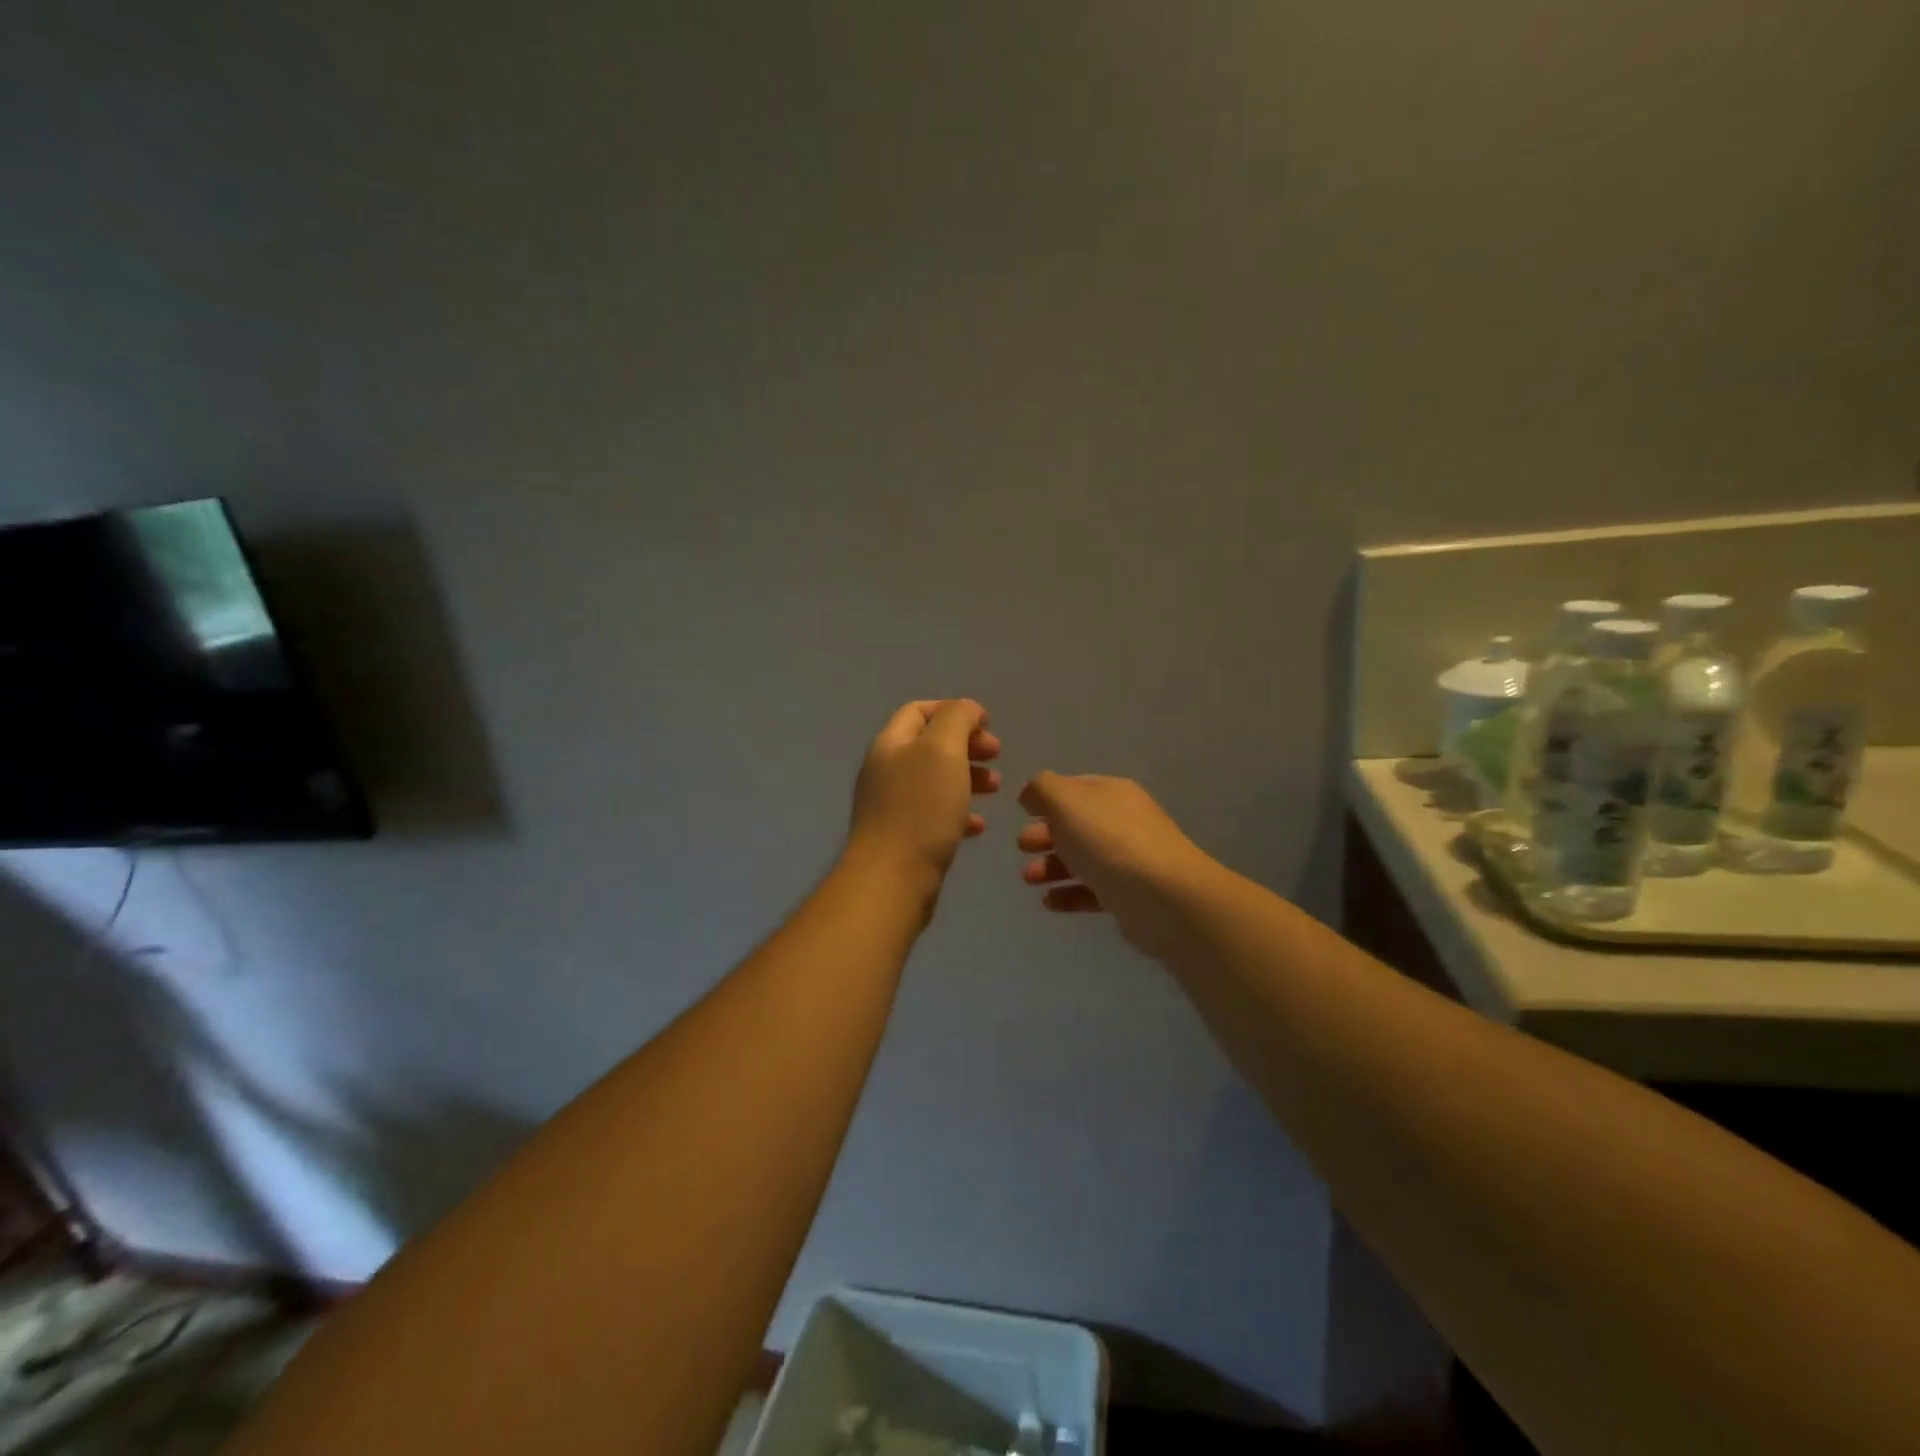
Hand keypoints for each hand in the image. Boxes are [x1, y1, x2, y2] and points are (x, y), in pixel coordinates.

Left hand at [848, 700, 1001, 884]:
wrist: (891, 879)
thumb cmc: (920, 808)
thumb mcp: (942, 750)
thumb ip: (957, 720)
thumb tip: (967, 709)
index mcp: (890, 743)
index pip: (919, 711)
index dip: (954, 710)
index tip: (987, 725)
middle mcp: (885, 770)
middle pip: (929, 745)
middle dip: (966, 745)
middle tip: (996, 755)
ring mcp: (891, 805)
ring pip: (934, 780)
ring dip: (968, 777)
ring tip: (996, 788)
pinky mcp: (901, 837)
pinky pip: (933, 814)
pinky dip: (958, 812)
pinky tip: (977, 827)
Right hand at [1017, 772, 1217, 959]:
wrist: (1162, 896)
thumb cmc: (1108, 841)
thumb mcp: (1066, 801)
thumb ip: (1042, 789)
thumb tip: (1031, 794)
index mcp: (1111, 793)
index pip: (1074, 788)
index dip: (1046, 798)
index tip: (1022, 813)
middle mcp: (1123, 821)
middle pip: (1076, 825)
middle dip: (1045, 835)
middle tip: (1022, 847)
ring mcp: (1129, 859)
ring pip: (1082, 859)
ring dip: (1051, 866)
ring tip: (1028, 879)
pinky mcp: (1130, 895)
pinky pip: (1092, 891)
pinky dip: (1068, 893)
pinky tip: (1049, 902)